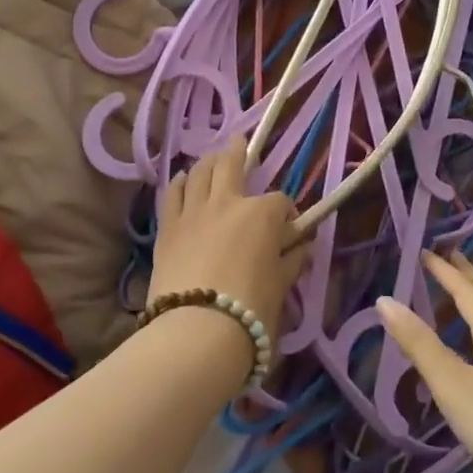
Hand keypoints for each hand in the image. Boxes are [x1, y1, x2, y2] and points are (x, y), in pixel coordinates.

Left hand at [151, 137, 303, 342]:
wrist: (197, 330)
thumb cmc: (250, 310)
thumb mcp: (280, 286)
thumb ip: (292, 261)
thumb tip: (304, 247)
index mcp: (261, 214)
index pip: (280, 202)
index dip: (288, 213)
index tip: (290, 229)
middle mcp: (227, 202)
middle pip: (231, 164)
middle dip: (238, 151)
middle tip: (239, 141)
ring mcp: (193, 211)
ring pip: (199, 172)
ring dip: (207, 163)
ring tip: (211, 160)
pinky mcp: (168, 227)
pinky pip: (172, 194)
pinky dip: (179, 183)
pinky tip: (181, 180)